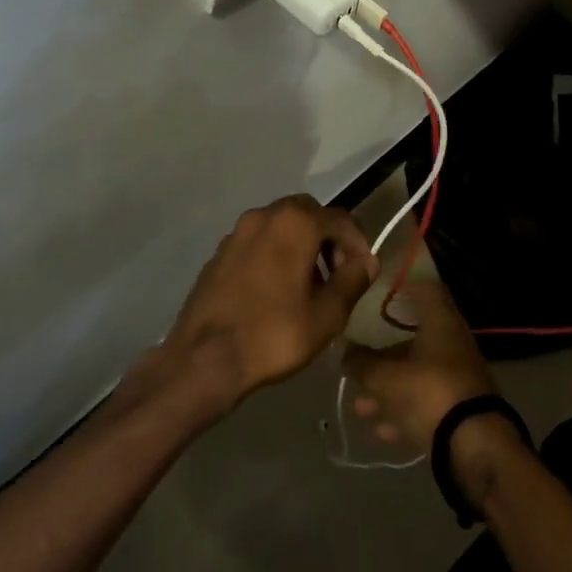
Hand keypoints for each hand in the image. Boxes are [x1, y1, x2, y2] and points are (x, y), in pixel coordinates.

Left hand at [162, 195, 377, 415]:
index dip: (358, 243)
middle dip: (328, 238)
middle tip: (336, 274)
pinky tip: (276, 290)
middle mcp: (265, 215)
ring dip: (301, 245)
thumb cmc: (274, 334)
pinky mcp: (220, 252)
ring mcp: (237, 231)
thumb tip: (367, 261)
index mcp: (295, 223)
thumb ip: (352, 281)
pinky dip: (275, 253)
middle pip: (308, 213)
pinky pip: (258, 241)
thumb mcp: (326, 315)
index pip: (340, 219)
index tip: (363, 272)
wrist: (203, 358)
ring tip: (308, 286)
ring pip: (281, 225)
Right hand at [342, 280, 496, 452]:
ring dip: (389, 388)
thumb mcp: (385, 379)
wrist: (475, 447)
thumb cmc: (428, 393)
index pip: (424, 287)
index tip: (376, 291)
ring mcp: (459, 377)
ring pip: (418, 374)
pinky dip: (405, 412)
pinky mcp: (461, 408)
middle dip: (383, 352)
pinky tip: (382, 430)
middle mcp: (453, 342)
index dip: (401, 286)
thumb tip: (345, 352)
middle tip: (357, 359)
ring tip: (360, 406)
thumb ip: (361, 364)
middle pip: (414, 337)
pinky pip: (427, 402)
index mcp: (440, 321)